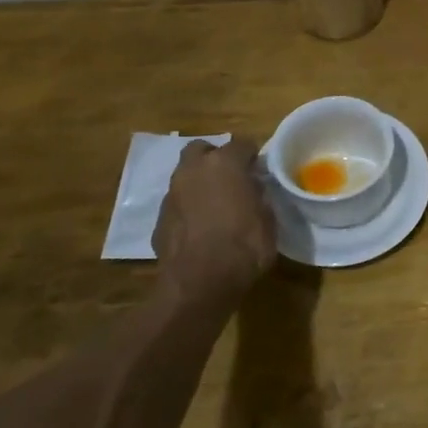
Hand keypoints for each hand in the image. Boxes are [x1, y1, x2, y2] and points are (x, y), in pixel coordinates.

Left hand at [153, 137, 276, 306]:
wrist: (199, 284)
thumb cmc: (244, 247)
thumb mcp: (268, 220)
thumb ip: (259, 198)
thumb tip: (253, 191)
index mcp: (225, 164)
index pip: (242, 143)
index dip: (252, 155)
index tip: (260, 169)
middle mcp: (194, 171)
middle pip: (202, 149)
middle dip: (215, 158)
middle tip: (231, 177)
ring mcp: (172, 194)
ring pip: (185, 175)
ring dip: (199, 183)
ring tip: (214, 204)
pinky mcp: (159, 219)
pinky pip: (177, 203)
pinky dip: (188, 208)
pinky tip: (199, 227)